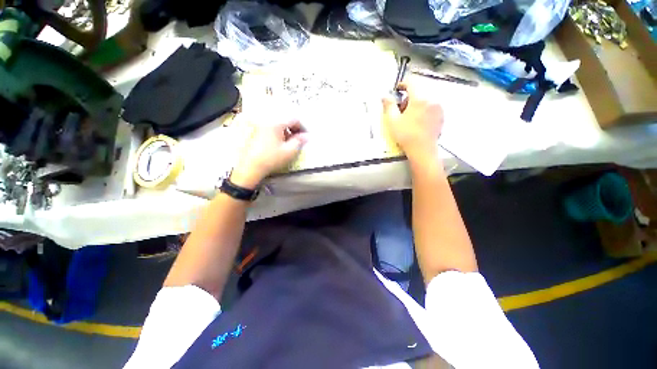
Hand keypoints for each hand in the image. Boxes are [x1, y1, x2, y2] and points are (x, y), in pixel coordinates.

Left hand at [230, 120, 307, 188]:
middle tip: (297, 139)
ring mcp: (259, 124)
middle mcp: (266, 120)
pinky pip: (269, 126)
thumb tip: (307, 136)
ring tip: (287, 142)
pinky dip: (277, 131)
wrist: (250, 167)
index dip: (302, 127)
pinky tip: (277, 142)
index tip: (305, 136)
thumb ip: (299, 141)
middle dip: (293, 128)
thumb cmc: (271, 159)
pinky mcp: (254, 130)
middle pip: (285, 119)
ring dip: (285, 130)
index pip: (294, 119)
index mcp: (276, 123)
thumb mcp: (289, 151)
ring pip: (277, 122)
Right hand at [382, 83, 443, 162]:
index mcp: (419, 99)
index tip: (397, 90)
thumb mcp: (393, 121)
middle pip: (419, 91)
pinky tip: (418, 121)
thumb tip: (384, 96)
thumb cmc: (406, 135)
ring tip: (409, 116)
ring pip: (426, 99)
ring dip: (417, 103)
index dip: (403, 84)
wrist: (422, 149)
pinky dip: (424, 109)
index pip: (412, 83)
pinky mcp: (441, 115)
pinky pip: (432, 106)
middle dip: (409, 97)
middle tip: (401, 109)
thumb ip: (388, 105)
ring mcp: (438, 107)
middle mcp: (432, 99)